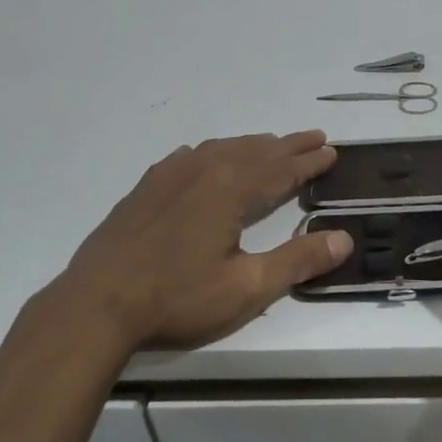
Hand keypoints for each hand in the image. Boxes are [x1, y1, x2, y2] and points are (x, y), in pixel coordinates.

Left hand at [41, 131, 351, 350]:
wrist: (97, 304)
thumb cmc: (178, 298)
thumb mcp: (247, 288)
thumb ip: (298, 261)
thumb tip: (344, 239)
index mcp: (231, 190)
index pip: (281, 170)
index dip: (309, 162)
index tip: (331, 151)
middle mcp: (203, 171)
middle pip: (255, 152)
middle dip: (288, 146)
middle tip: (314, 137)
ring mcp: (169, 177)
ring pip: (220, 149)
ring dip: (251, 145)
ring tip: (270, 144)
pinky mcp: (145, 189)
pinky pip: (188, 157)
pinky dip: (212, 152)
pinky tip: (205, 156)